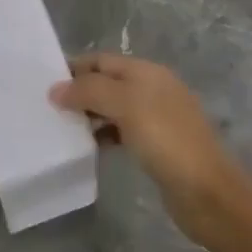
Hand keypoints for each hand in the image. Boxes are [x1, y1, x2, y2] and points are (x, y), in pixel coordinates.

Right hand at [51, 53, 248, 244]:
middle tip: (48, 108)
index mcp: (147, 72)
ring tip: (62, 127)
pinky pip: (122, 131)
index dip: (74, 68)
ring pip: (113, 108)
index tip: (43, 83)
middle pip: (107, 82)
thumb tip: (55, 89)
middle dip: (79, 92)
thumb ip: (88, 91)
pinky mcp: (157, 146)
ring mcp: (157, 118)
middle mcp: (153, 89)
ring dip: (89, 115)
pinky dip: (104, 135)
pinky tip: (89, 147)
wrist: (207, 192)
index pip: (101, 60)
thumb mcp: (124, 105)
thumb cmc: (165, 139)